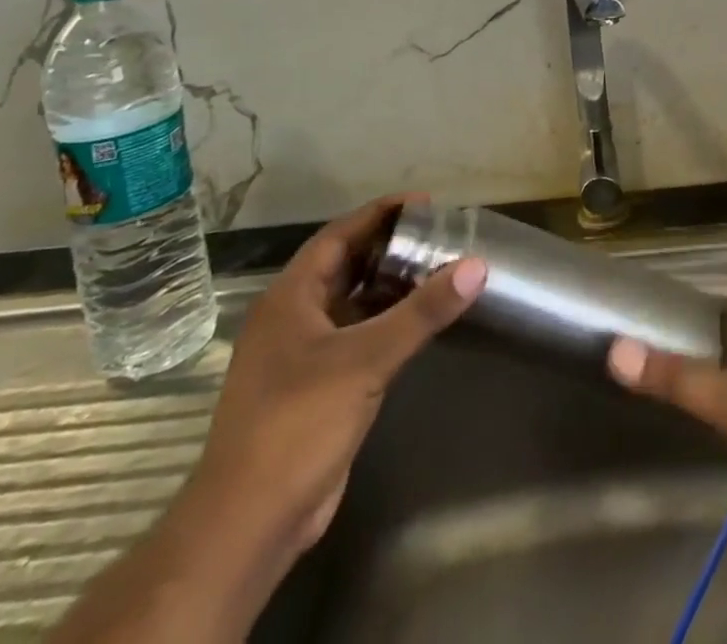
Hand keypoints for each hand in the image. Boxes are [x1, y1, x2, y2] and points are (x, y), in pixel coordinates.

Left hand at [189, 197, 486, 560]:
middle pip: (345, 266)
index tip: (423, 203)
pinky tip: (418, 322)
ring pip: (351, 303)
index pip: (338, 236)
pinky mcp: (316, 387)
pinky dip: (385, 322)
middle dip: (389, 248)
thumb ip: (421, 312)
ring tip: (437, 269)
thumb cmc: (298, 423)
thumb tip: (476, 266)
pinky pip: (356, 336)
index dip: (379, 214)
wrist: (250, 523)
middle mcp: (292, 318)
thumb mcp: (365, 359)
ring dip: (389, 286)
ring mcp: (301, 355)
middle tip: (437, 235)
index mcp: (290, 298)